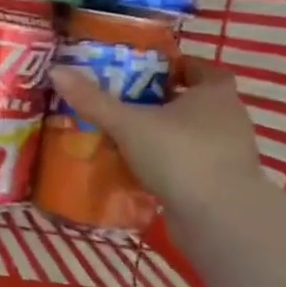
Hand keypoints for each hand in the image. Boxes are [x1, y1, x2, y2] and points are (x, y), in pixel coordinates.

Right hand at [49, 55, 264, 216]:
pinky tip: (138, 169)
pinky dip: (169, 164)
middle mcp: (229, 119)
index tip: (148, 71)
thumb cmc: (180, 155)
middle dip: (163, 101)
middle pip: (195, 102)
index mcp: (215, 94)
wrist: (221, 220)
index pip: (203, 69)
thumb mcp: (128, 123)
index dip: (179, 66)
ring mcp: (228, 155)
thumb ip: (93, 99)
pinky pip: (191, 164)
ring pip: (192, 135)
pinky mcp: (221, 185)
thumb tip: (56, 70)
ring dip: (165, 134)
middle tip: (125, 101)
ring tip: (126, 136)